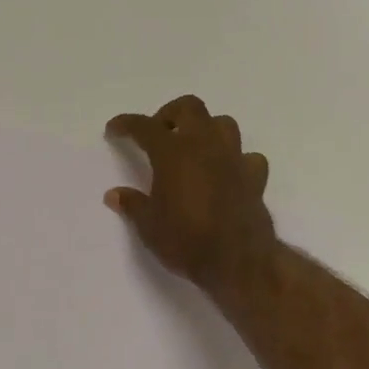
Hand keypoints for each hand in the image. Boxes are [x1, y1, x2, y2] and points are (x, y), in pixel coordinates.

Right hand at [105, 95, 277, 291]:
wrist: (237, 261)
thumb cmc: (186, 240)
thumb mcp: (149, 226)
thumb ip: (132, 204)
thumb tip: (114, 195)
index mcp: (173, 152)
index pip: (144, 126)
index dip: (126, 124)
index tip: (114, 130)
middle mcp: (205, 145)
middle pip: (189, 107)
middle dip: (170, 114)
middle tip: (158, 133)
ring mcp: (234, 158)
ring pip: (222, 123)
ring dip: (206, 129)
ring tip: (193, 149)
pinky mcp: (254, 177)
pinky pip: (247, 156)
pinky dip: (235, 160)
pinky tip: (227, 173)